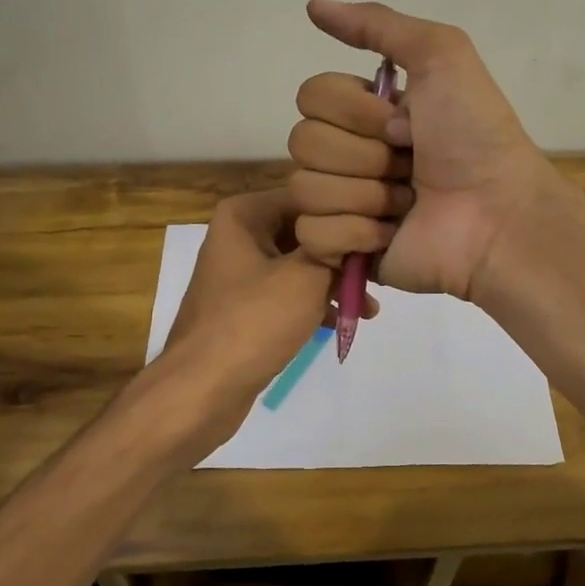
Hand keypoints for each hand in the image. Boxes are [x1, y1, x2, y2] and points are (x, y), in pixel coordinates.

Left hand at [158, 187, 375, 447]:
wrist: (201, 389)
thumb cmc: (253, 322)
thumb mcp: (306, 277)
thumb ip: (339, 246)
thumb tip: (367, 228)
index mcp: (244, 215)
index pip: (309, 196)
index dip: (348, 212)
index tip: (383, 231)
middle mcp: (239, 235)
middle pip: (305, 231)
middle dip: (344, 254)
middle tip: (381, 272)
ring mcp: (240, 273)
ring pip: (300, 265)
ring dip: (335, 283)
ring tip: (369, 307)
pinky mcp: (244, 307)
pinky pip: (288, 293)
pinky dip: (315, 303)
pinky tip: (344, 321)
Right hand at [287, 0, 556, 300]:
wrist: (497, 213)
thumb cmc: (474, 134)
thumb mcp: (440, 56)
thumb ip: (378, 25)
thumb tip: (312, 5)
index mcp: (364, 112)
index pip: (311, 97)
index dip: (355, 110)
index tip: (406, 122)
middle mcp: (347, 153)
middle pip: (303, 142)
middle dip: (365, 154)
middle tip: (410, 164)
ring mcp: (342, 203)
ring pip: (305, 189)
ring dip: (367, 194)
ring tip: (408, 202)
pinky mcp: (342, 249)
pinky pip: (313, 234)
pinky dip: (357, 232)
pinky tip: (393, 233)